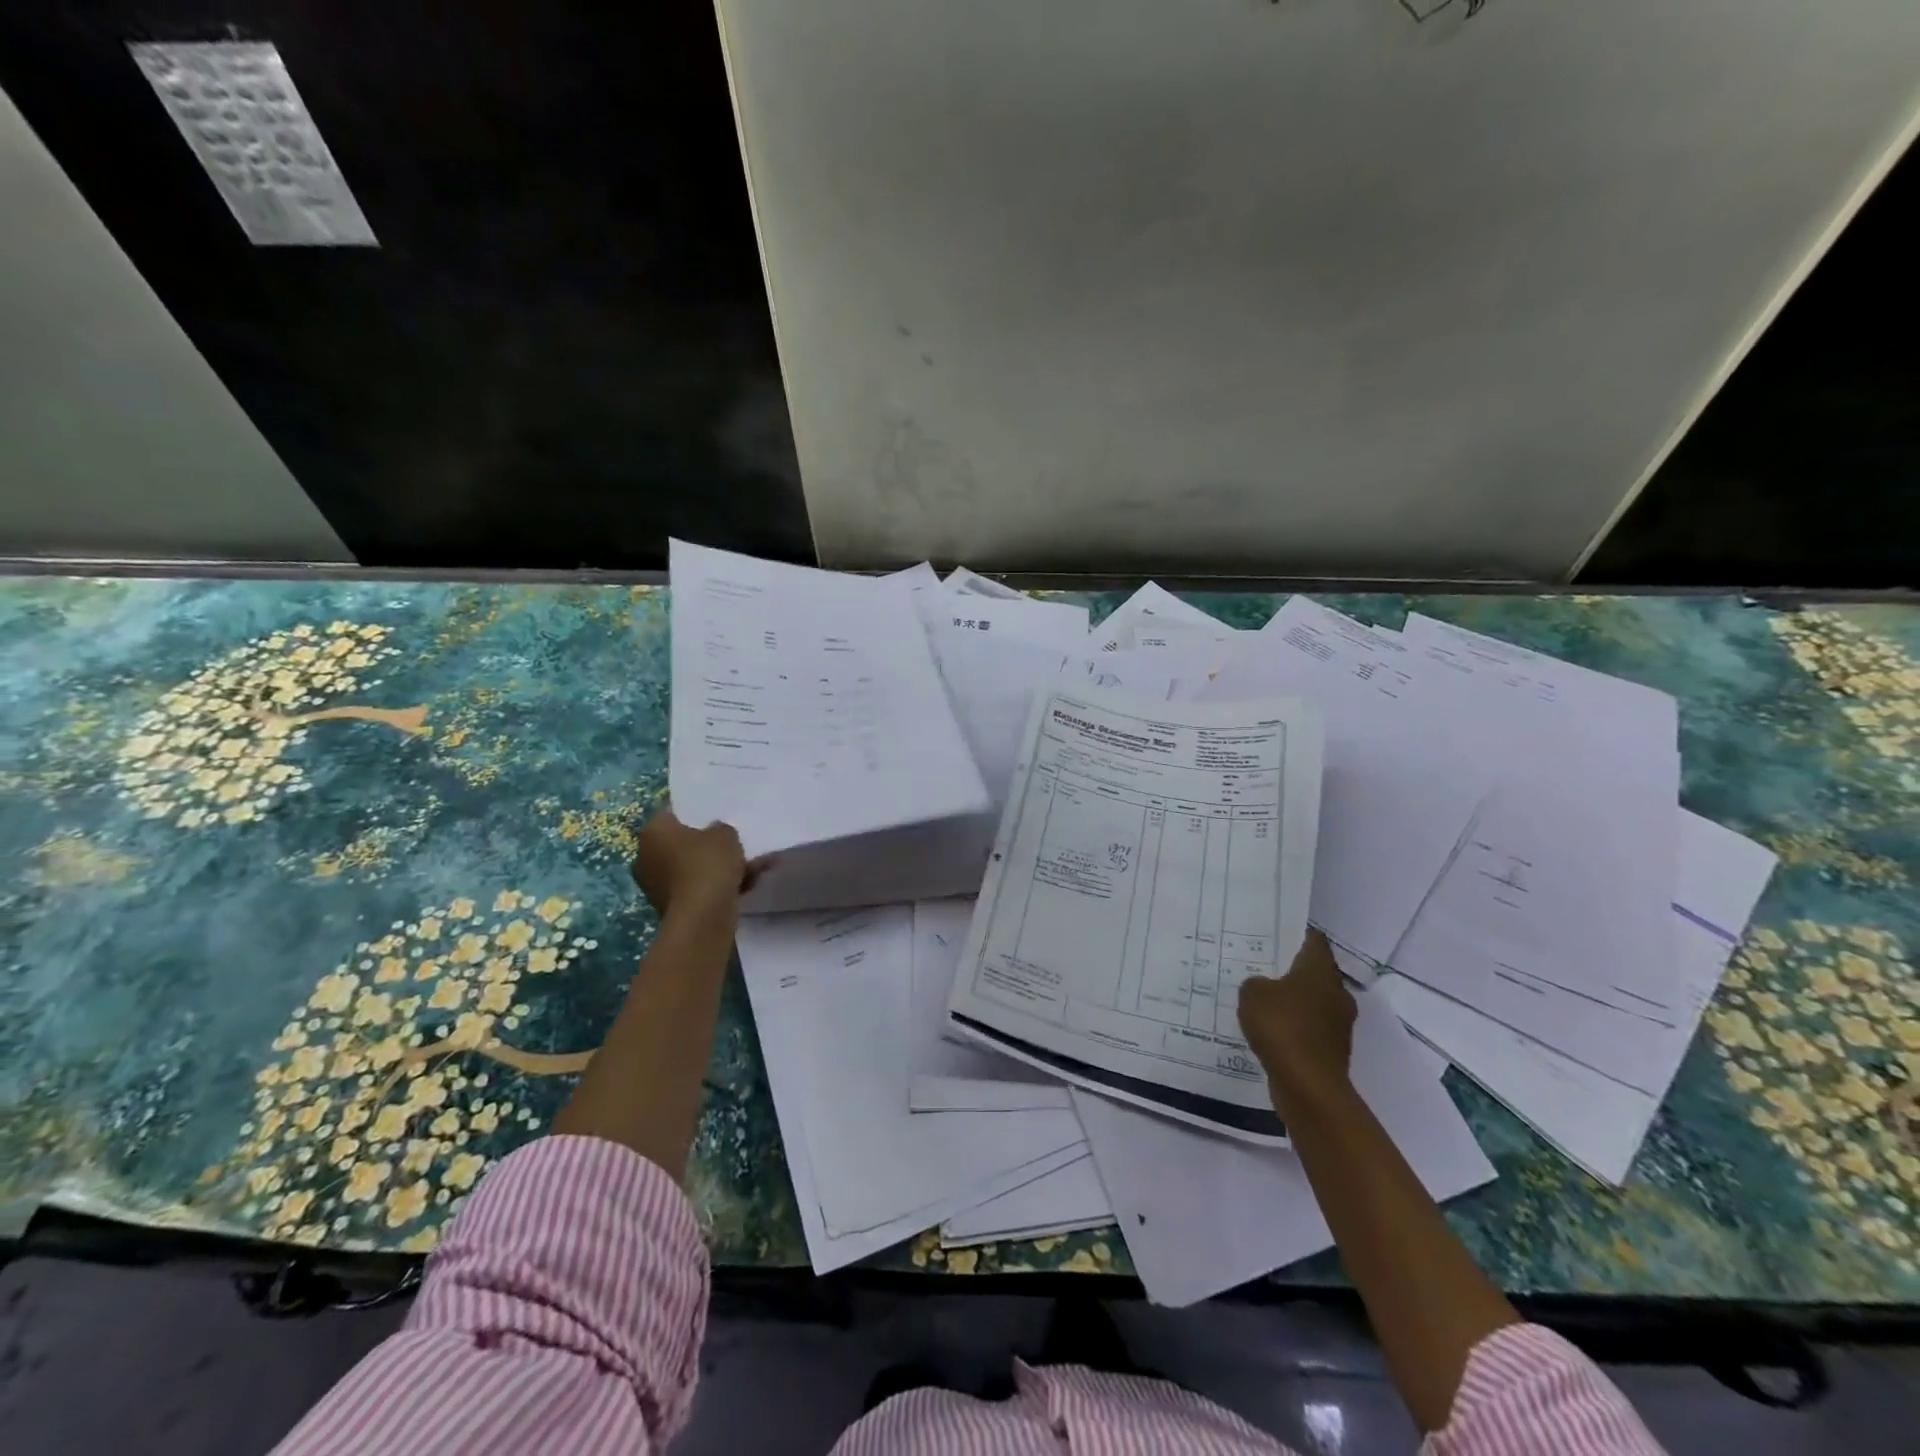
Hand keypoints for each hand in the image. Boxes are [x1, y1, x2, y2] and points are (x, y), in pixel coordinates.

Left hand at [631, 806, 769, 918]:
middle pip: (680, 842)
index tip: (713, 814)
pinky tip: (746, 885)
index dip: (693, 812)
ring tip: (750, 866)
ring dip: (716, 867)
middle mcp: (646, 856)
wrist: (702, 917)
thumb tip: (714, 833)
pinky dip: (715, 886)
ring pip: (691, 867)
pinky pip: (696, 888)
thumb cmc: (708, 864)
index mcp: (653, 831)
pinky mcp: (669, 907)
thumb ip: (720, 828)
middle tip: (731, 841)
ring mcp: (655, 884)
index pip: (671, 812)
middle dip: (706, 843)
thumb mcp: (725, 834)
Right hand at [1237, 928, 1356, 1112]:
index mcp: (1320, 971)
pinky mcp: (1332, 1051)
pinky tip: (1271, 1032)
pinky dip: (1294, 1028)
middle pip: (1315, 973)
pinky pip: (1310, 1030)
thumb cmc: (1282, 1027)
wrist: (1308, 1086)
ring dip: (1294, 1002)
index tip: (1274, 933)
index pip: (1314, 941)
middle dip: (1292, 971)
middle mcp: (1337, 993)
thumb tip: (1264, 987)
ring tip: (1263, 1001)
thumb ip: (1255, 982)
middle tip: (1263, 967)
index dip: (1296, 934)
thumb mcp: (1252, 993)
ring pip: (1314, 1003)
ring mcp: (1339, 1025)